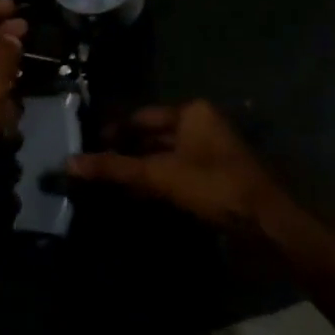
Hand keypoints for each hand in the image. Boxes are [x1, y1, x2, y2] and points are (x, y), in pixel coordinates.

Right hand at [68, 99, 289, 234]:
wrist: (264, 222)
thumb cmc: (212, 186)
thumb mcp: (159, 175)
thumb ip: (115, 168)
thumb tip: (70, 163)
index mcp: (191, 112)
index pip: (140, 117)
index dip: (113, 133)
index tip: (87, 149)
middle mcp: (200, 124)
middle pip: (152, 136)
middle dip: (125, 153)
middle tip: (93, 170)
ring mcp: (209, 151)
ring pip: (164, 156)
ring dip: (139, 170)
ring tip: (107, 186)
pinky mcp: (214, 176)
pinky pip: (176, 173)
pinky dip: (157, 182)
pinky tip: (136, 197)